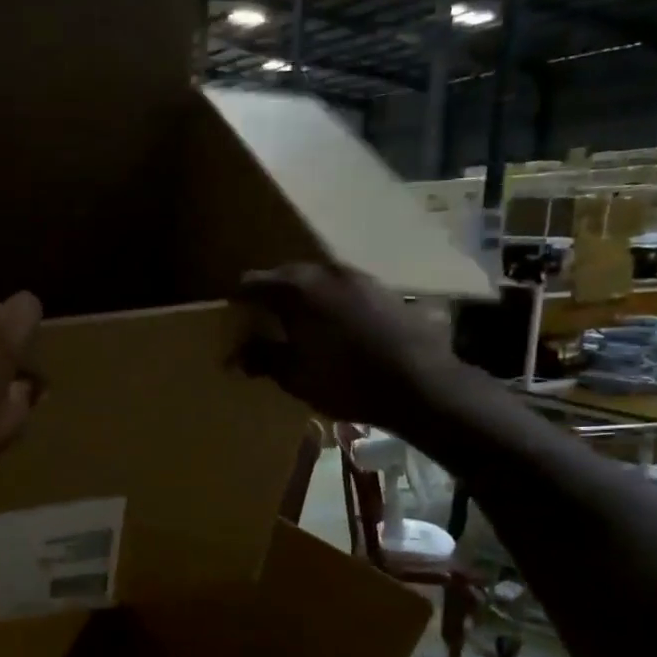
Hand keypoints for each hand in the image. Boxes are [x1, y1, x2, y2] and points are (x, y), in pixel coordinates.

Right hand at [236, 262, 465, 428]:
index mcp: (296, 288)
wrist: (421, 384)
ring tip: (301, 327)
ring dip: (305, 298)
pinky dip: (332, 303)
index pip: (252, 283)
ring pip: (318, 280)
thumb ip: (262, 358)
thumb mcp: (294, 376)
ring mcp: (359, 277)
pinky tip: (337, 329)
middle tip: (264, 324)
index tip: (235, 322)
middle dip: (271, 296)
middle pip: (285, 275)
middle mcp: (325, 271)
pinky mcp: (384, 289)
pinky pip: (344, 289)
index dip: (238, 302)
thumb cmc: (346, 381)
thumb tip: (237, 354)